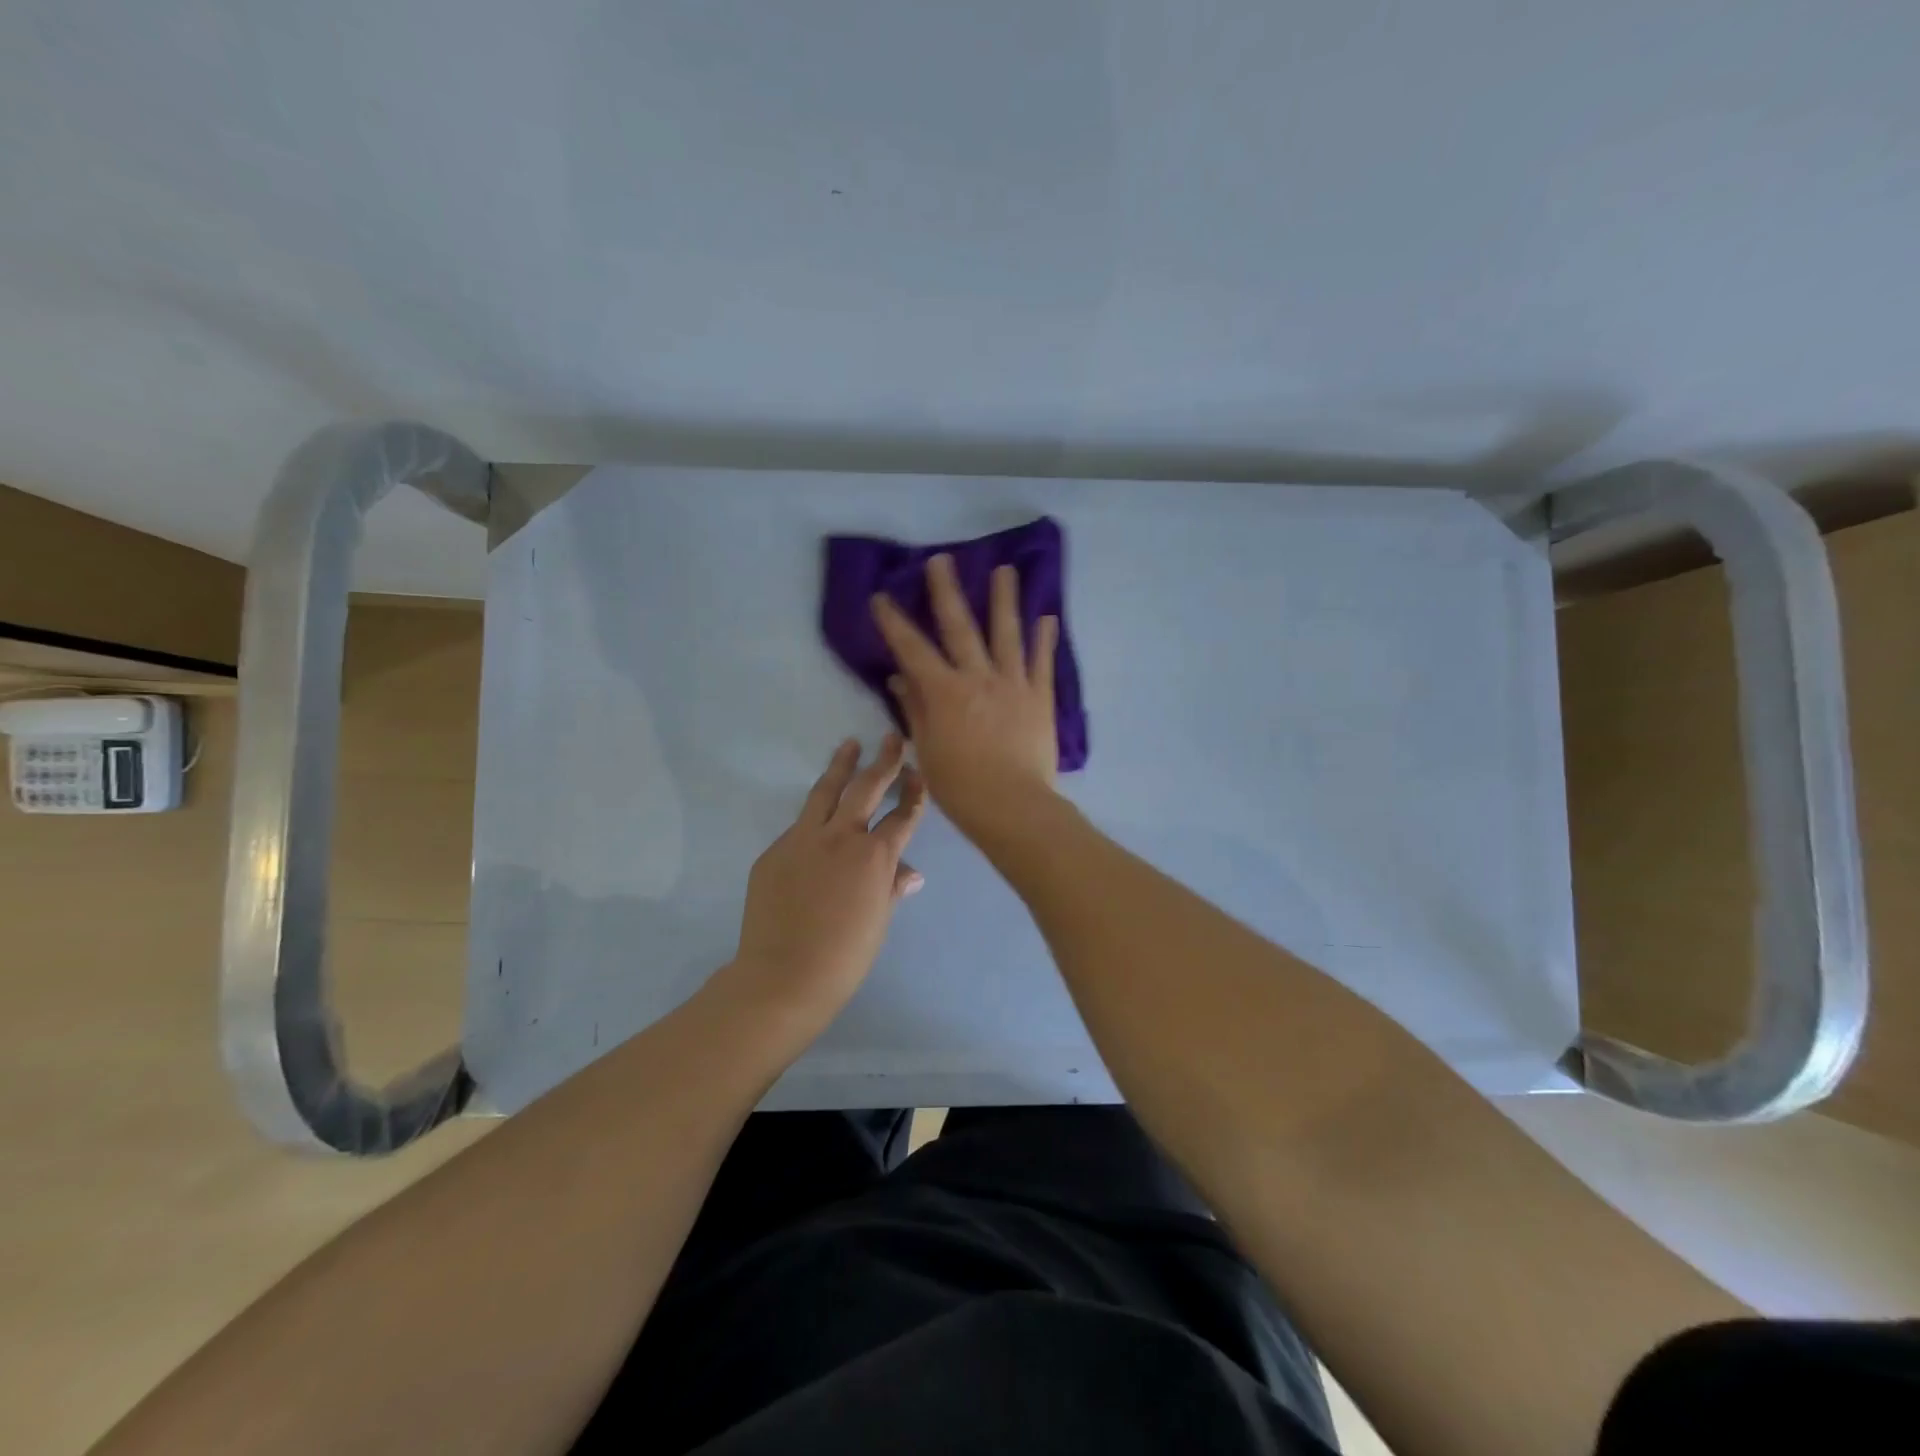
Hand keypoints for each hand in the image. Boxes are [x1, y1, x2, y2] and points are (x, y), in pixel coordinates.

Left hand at [726, 734, 926, 1030]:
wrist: (783, 976)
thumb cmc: (844, 956)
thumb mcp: (879, 921)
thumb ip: (892, 888)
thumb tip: (910, 873)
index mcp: (874, 856)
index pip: (902, 816)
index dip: (914, 794)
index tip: (919, 775)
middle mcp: (840, 837)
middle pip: (865, 788)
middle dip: (882, 761)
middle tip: (891, 740)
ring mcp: (802, 840)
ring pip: (825, 792)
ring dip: (840, 767)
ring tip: (849, 746)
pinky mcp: (774, 852)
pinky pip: (799, 827)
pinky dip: (813, 819)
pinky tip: (817, 822)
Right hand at [870, 555, 1060, 839]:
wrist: (1014, 807)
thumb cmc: (961, 787)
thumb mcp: (928, 750)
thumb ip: (915, 709)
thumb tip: (899, 677)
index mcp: (945, 692)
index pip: (912, 649)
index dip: (894, 622)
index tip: (881, 597)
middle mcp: (978, 677)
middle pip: (960, 627)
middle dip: (946, 591)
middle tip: (941, 559)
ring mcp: (1014, 684)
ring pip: (1007, 633)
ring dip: (1005, 599)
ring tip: (1005, 569)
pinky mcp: (1040, 698)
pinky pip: (1043, 663)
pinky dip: (1044, 639)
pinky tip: (1047, 617)